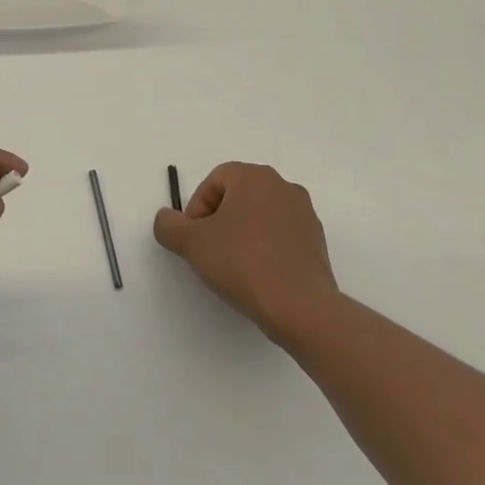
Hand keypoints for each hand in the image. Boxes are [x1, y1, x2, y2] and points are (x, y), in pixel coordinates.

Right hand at [153, 162, 338, 341]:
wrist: (300, 306)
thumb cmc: (242, 263)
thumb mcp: (190, 243)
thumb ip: (168, 225)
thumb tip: (167, 219)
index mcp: (254, 177)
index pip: (214, 182)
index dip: (196, 208)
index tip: (194, 238)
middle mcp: (283, 187)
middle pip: (238, 196)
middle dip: (218, 220)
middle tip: (209, 250)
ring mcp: (304, 214)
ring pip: (259, 216)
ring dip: (242, 234)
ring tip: (233, 266)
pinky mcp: (317, 242)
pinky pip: (280, 236)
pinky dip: (264, 249)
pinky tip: (258, 275)